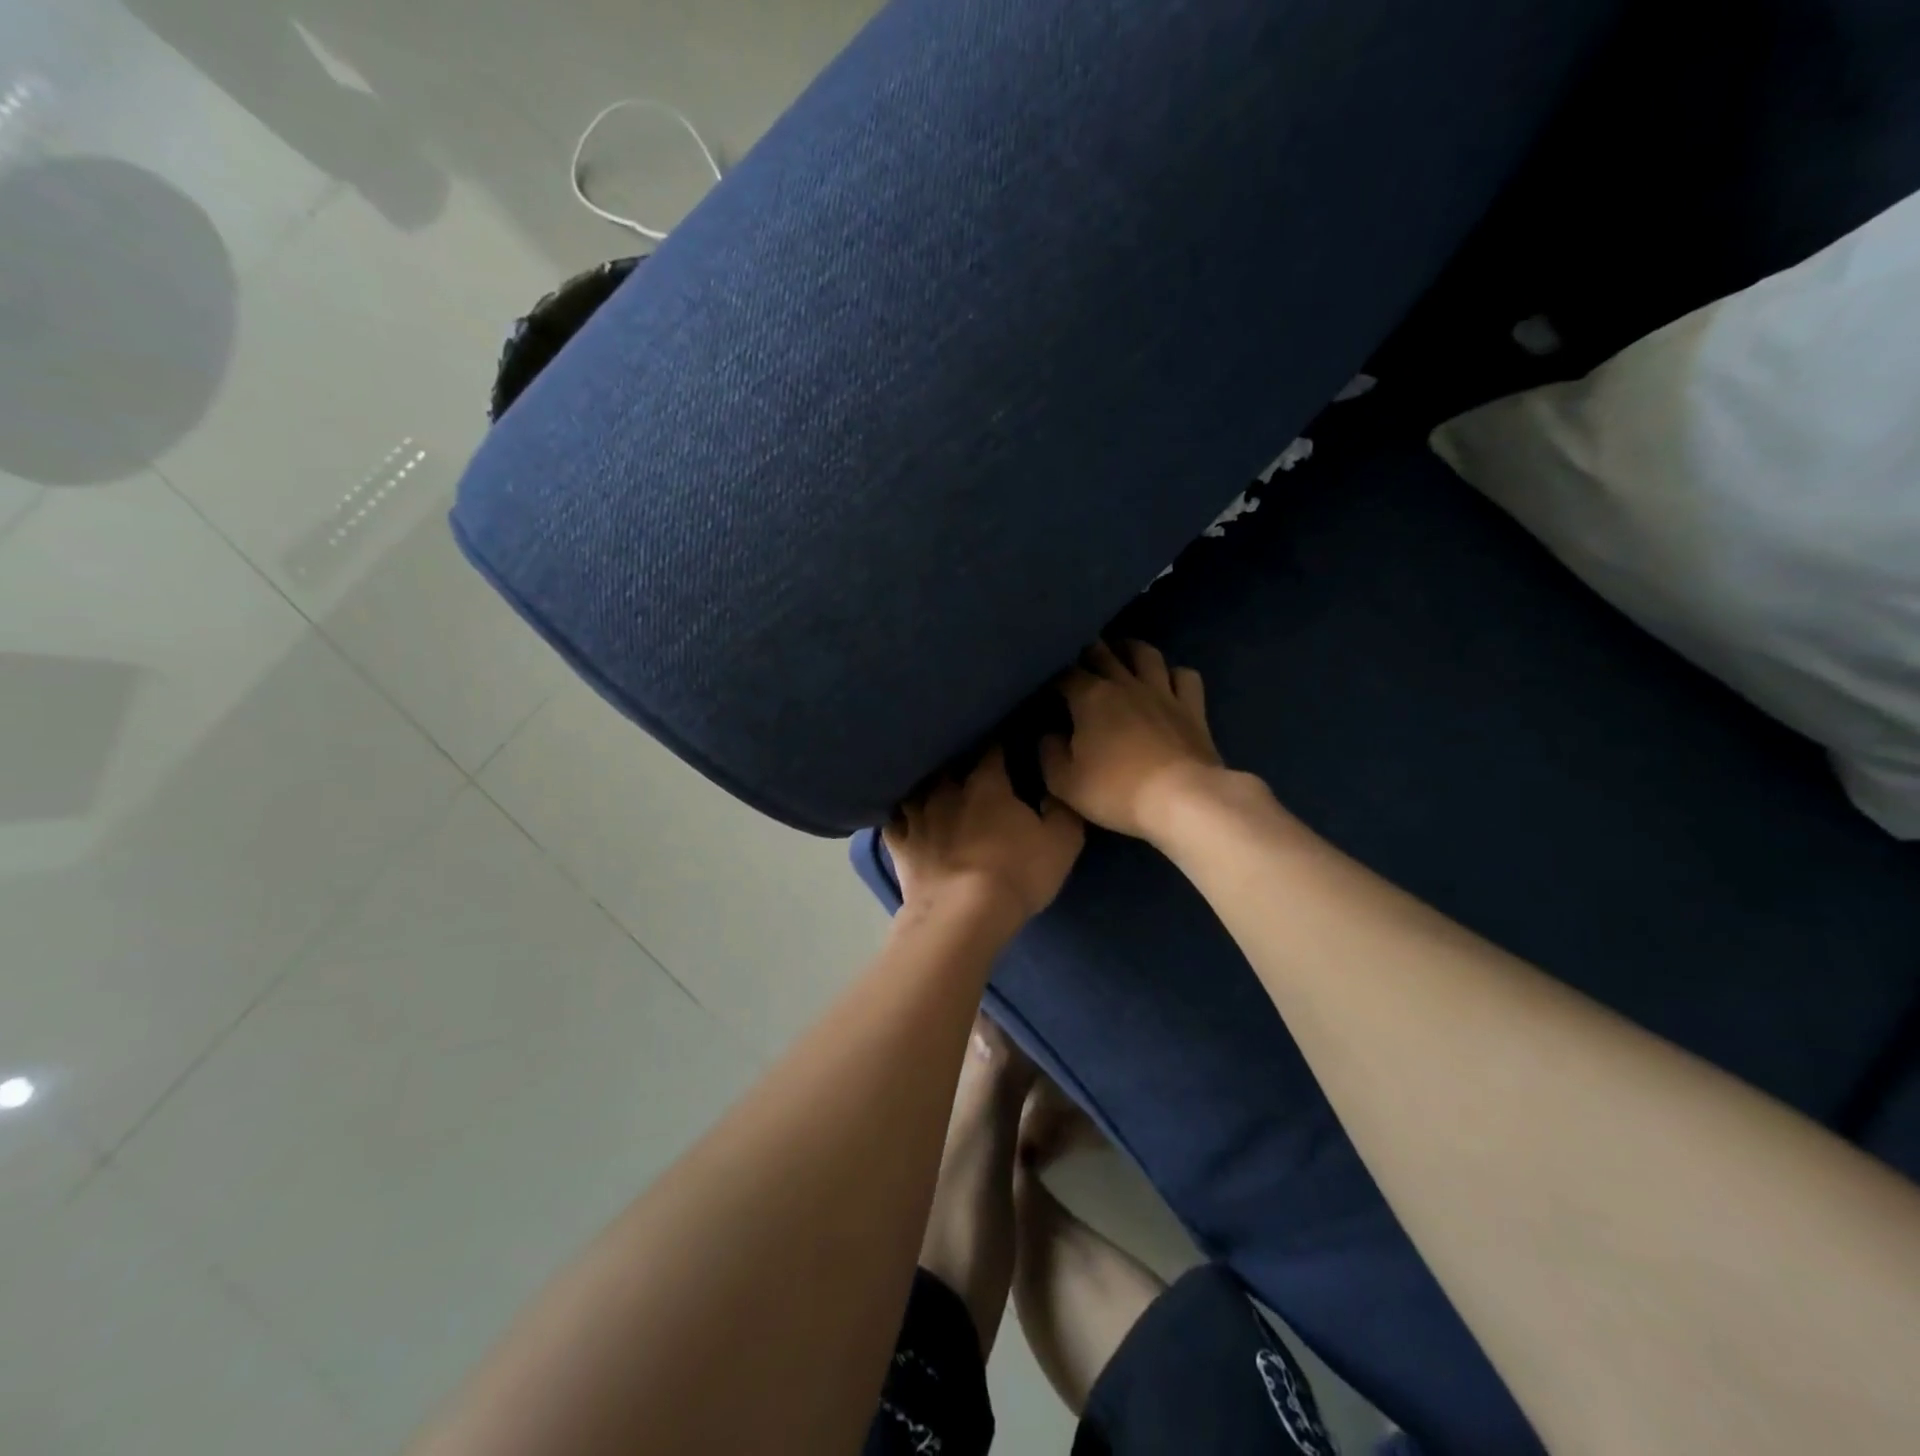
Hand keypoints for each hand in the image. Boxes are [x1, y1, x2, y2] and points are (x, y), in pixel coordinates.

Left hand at [886, 747, 1084, 927]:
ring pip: (917, 788)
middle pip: (950, 765)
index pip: (992, 751)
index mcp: (986, 785)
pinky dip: (899, 816)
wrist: (963, 915)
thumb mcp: (1061, 842)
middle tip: (967, 766)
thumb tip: (1055, 788)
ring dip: (925, 787)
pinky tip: (902, 816)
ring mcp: (918, 817)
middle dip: (958, 763)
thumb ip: (1061, 810)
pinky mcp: (899, 845)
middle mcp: (947, 791)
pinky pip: (894, 821)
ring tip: (931, 788)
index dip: (999, 744)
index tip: (1004, 742)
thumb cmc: (1018, 874)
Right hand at [1041, 640, 1227, 838]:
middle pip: (1103, 652)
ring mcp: (1163, 692)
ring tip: (1121, 654)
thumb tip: (1049, 734)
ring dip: (1130, 649)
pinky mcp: (1193, 707)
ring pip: (1146, 654)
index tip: (1047, 690)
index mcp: (1091, 697)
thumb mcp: (1064, 782)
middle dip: (1087, 652)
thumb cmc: (1116, 791)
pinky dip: (1173, 674)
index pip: (1065, 674)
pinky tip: (1167, 682)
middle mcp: (1126, 684)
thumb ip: (1049, 753)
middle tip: (1080, 662)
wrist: (1182, 800)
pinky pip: (1185, 676)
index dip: (1053, 678)